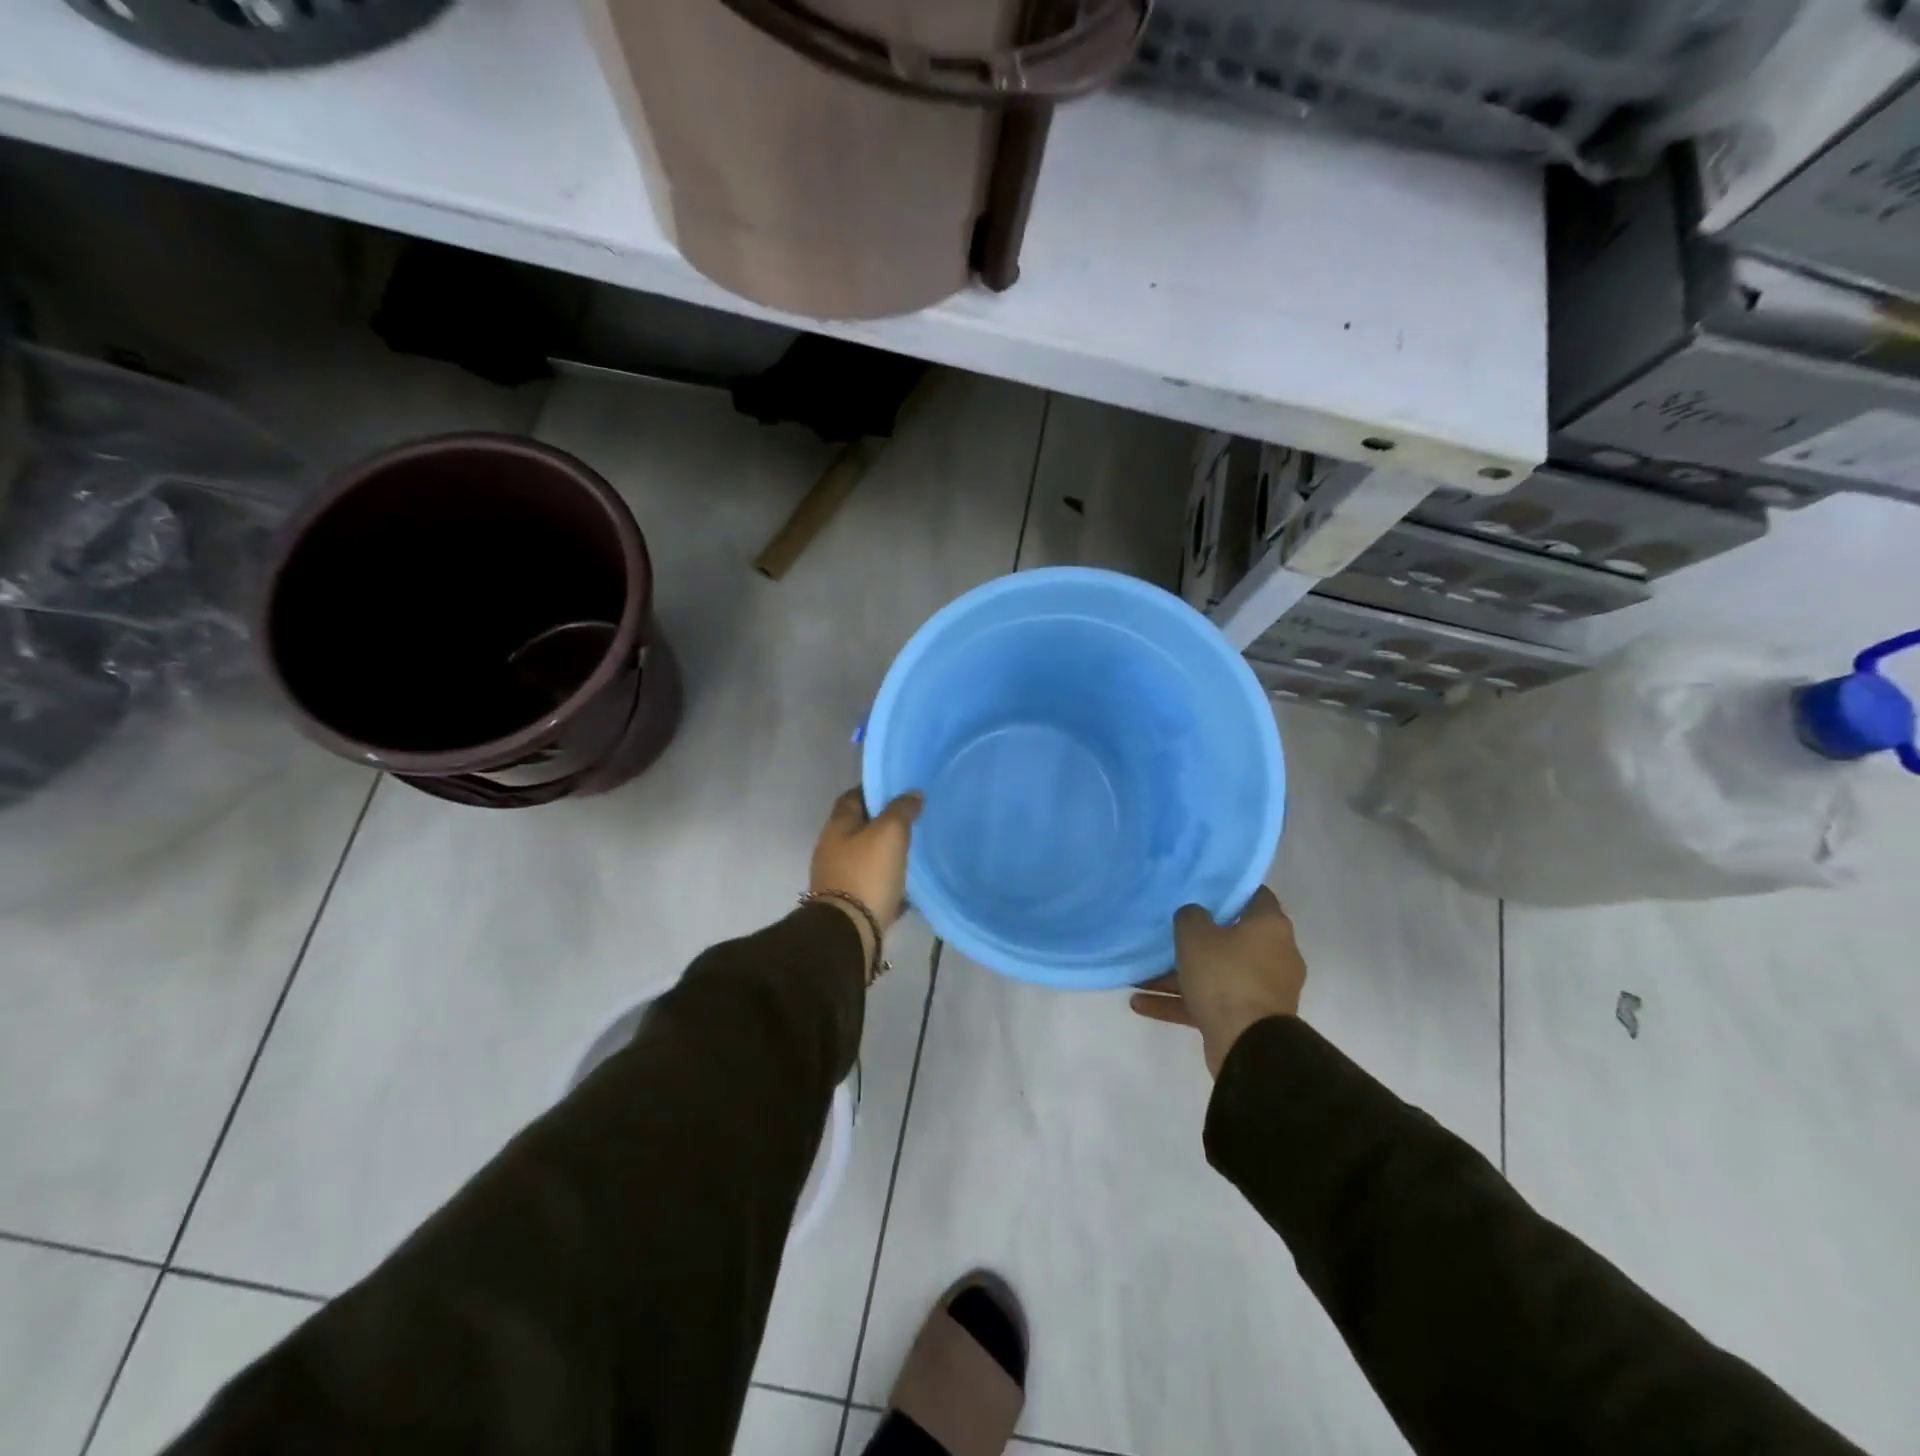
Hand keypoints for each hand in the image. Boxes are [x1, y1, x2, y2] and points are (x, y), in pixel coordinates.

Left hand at [810, 787, 923, 965]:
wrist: (849, 932)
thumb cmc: (867, 874)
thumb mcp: (889, 833)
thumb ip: (901, 810)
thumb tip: (912, 794)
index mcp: (837, 827)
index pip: (853, 797)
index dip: (875, 790)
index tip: (899, 791)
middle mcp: (832, 849)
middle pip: (859, 826)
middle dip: (883, 822)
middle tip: (913, 819)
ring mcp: (838, 877)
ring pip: (866, 854)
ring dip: (886, 851)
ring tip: (914, 848)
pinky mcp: (849, 902)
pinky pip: (871, 881)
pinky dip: (887, 878)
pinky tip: (908, 880)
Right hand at [1129, 887, 1306, 1076]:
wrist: (1248, 1045)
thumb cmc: (1226, 976)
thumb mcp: (1195, 934)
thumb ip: (1190, 916)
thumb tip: (1194, 915)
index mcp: (1270, 927)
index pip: (1254, 895)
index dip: (1228, 888)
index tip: (1201, 886)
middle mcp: (1273, 955)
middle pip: (1231, 937)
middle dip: (1197, 938)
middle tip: (1168, 930)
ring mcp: (1262, 990)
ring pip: (1215, 974)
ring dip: (1178, 975)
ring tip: (1140, 974)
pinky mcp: (1248, 1019)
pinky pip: (1209, 1003)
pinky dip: (1179, 1002)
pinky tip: (1140, 1003)